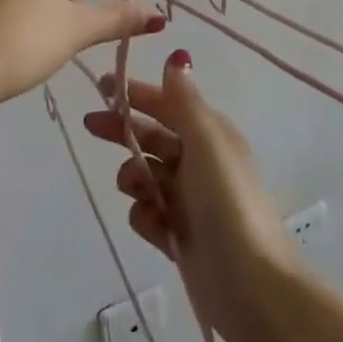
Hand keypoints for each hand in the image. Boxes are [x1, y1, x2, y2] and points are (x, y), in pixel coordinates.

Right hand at [86, 52, 304, 341]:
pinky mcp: (179, 236)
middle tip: (92, 126)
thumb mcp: (207, 140)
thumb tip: (177, 57)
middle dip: (124, 131)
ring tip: (139, 191)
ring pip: (146, 177)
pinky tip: (156, 228)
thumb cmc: (227, 202)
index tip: (103, 87)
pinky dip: (147, 217)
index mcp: (211, 135)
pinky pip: (149, 215)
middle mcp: (200, 163)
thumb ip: (184, 100)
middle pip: (152, 138)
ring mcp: (189, 201)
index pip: (168, 104)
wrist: (251, 284)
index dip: (137, 93)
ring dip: (134, 178)